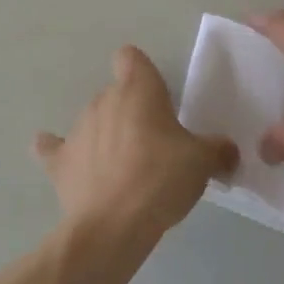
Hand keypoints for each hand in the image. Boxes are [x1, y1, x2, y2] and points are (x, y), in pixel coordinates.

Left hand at [36, 46, 239, 241]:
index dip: (141, 72)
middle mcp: (103, 99)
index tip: (156, 96)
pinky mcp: (59, 161)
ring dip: (106, 136)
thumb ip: (217, 150)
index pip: (130, 58)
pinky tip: (66, 163)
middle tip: (154, 146)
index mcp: (137, 89)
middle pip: (116, 94)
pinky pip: (54, 149)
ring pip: (93, 121)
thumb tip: (229, 151)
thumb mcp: (201, 163)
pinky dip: (59, 153)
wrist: (113, 226)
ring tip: (125, 170)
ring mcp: (77, 129)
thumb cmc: (161, 179)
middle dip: (132, 114)